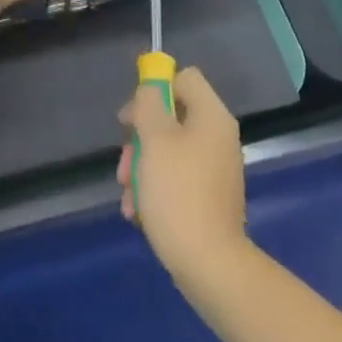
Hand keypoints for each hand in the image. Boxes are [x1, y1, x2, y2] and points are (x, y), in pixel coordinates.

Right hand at [117, 67, 248, 278]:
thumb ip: (149, 103)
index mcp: (212, 117)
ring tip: (127, 194)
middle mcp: (217, 138)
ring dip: (140, 168)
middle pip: (170, 117)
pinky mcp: (206, 196)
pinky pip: (174, 178)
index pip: (184, 78)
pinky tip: (137, 211)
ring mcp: (213, 169)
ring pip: (166, 151)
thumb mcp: (154, 140)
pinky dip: (153, 189)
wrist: (208, 263)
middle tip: (124, 162)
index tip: (130, 117)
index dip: (154, 88)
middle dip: (139, 139)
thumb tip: (151, 87)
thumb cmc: (177, 192)